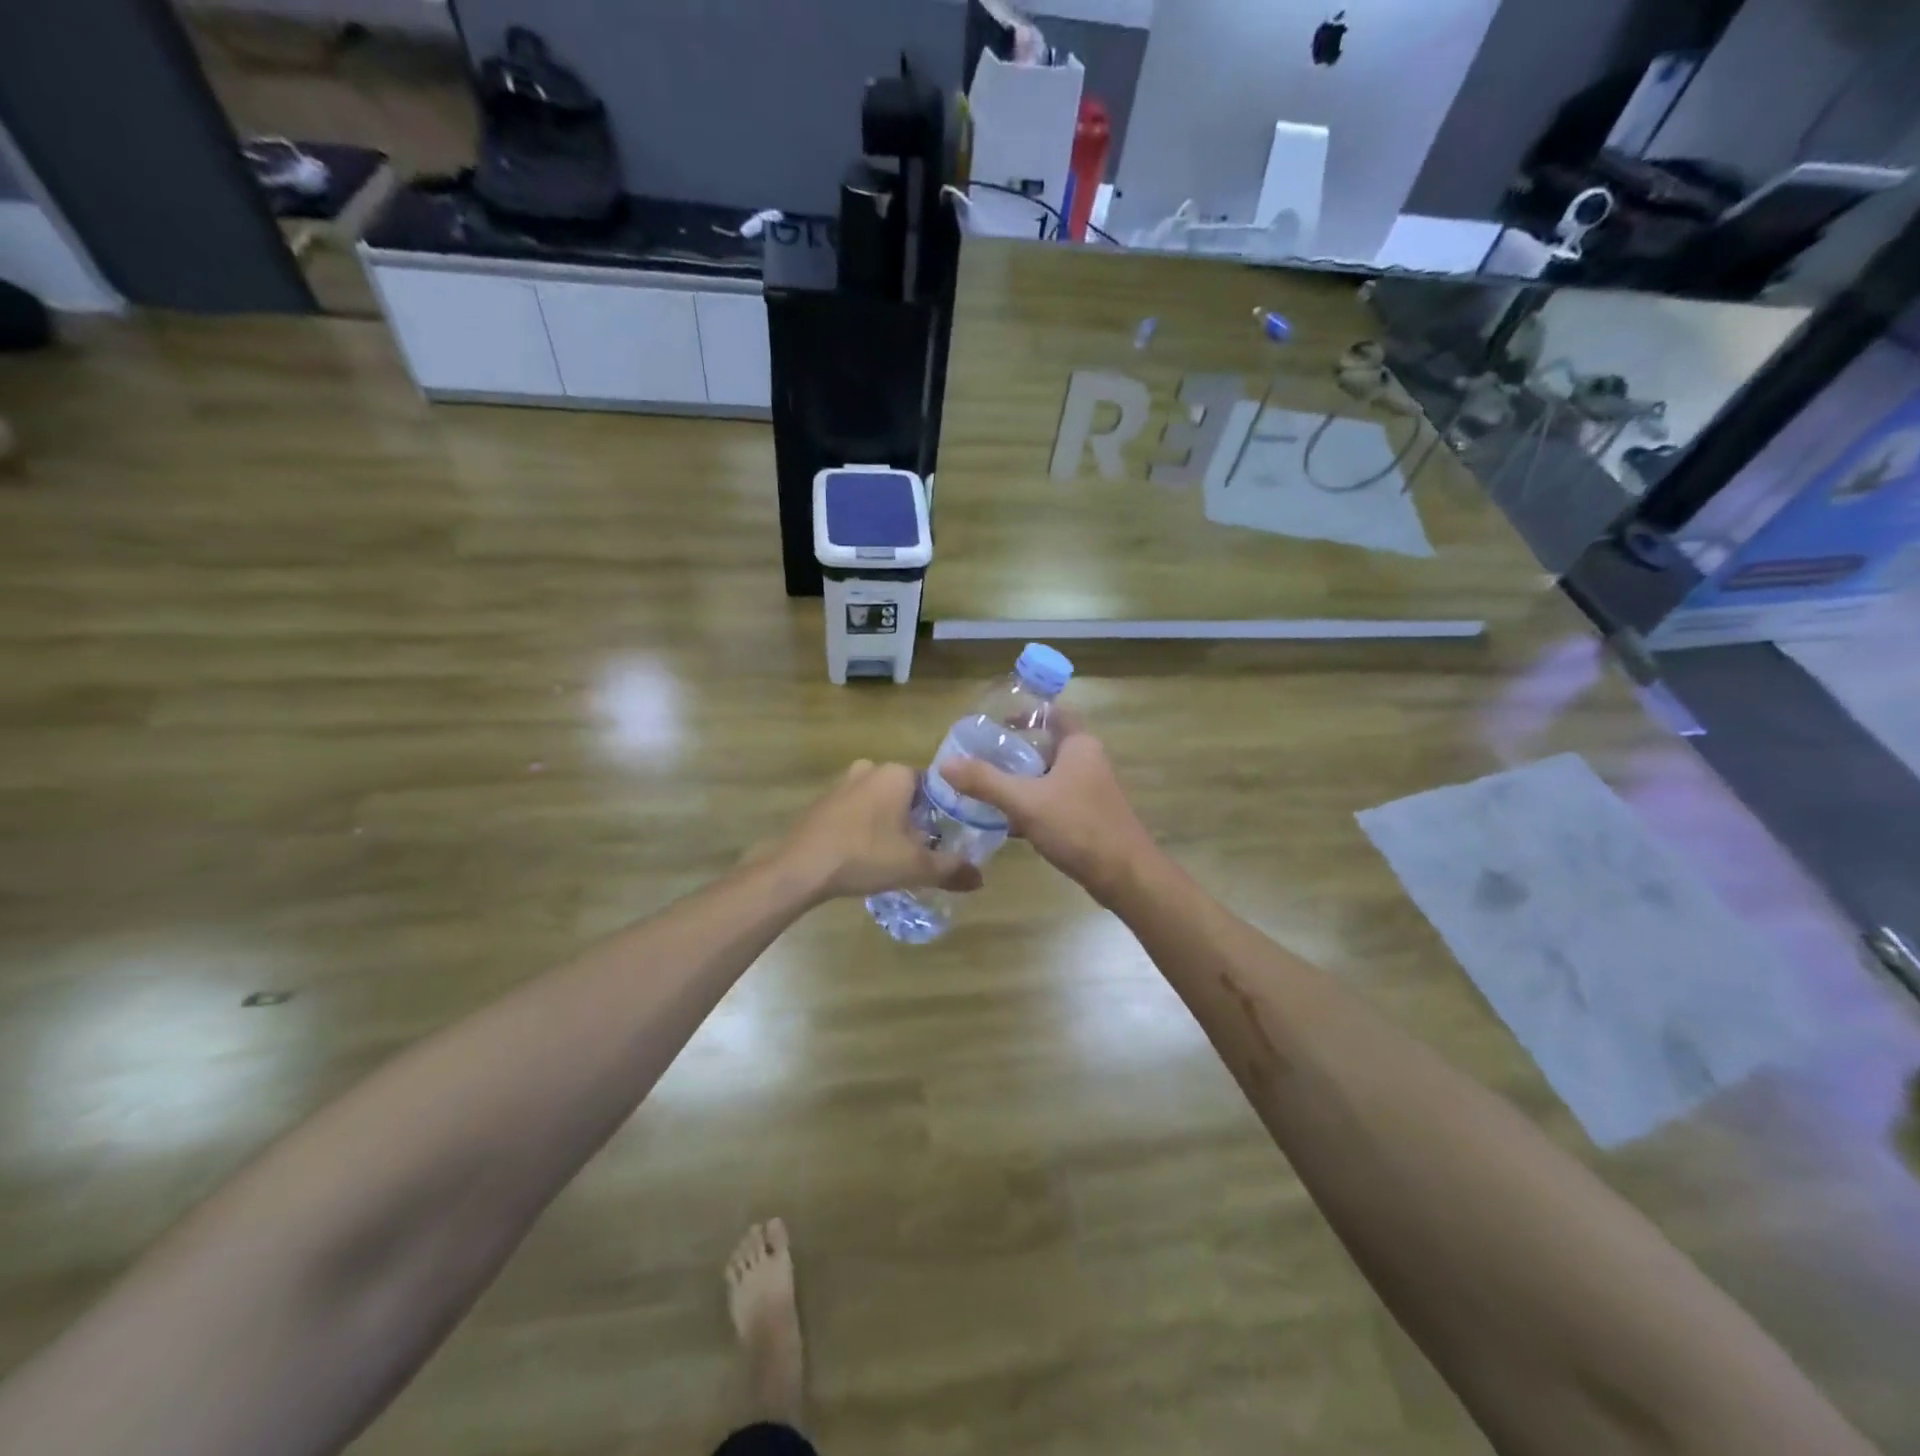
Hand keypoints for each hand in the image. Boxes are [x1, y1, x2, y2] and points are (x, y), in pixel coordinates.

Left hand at [773, 760, 983, 903]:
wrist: (801, 867)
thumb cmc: (865, 856)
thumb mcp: (915, 866)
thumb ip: (951, 869)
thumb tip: (980, 879)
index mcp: (896, 773)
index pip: (933, 786)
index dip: (941, 813)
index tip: (942, 839)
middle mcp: (870, 769)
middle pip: (905, 794)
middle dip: (913, 819)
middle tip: (919, 850)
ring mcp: (842, 783)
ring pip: (878, 802)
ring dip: (887, 823)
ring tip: (891, 856)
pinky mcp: (822, 802)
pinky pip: (854, 811)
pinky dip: (862, 827)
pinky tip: (862, 855)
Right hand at [941, 726, 1155, 905]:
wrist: (1124, 875)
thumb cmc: (1078, 826)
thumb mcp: (1025, 801)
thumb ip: (985, 781)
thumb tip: (946, 765)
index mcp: (1079, 745)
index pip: (1053, 714)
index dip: (1026, 713)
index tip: (997, 722)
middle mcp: (1089, 761)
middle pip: (1048, 746)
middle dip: (1016, 752)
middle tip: (981, 757)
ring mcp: (1091, 791)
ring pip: (1050, 777)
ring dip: (1023, 781)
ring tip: (986, 788)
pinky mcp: (1090, 817)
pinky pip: (1055, 801)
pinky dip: (1033, 805)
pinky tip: (1008, 822)